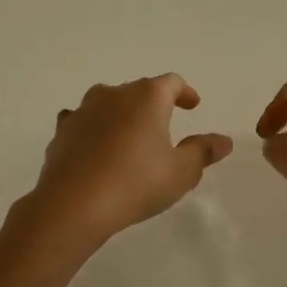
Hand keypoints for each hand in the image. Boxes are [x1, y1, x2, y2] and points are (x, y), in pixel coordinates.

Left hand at [26, 75, 233, 247]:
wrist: (74, 203)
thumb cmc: (136, 183)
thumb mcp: (181, 172)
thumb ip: (203, 152)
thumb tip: (223, 141)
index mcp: (147, 97)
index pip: (171, 83)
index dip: (184, 92)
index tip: (193, 105)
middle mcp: (113, 94)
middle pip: (138, 90)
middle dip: (152, 105)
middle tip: (163, 126)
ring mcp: (83, 110)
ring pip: (107, 103)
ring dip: (120, 115)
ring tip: (129, 136)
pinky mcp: (62, 131)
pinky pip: (82, 122)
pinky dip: (93, 130)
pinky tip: (95, 147)